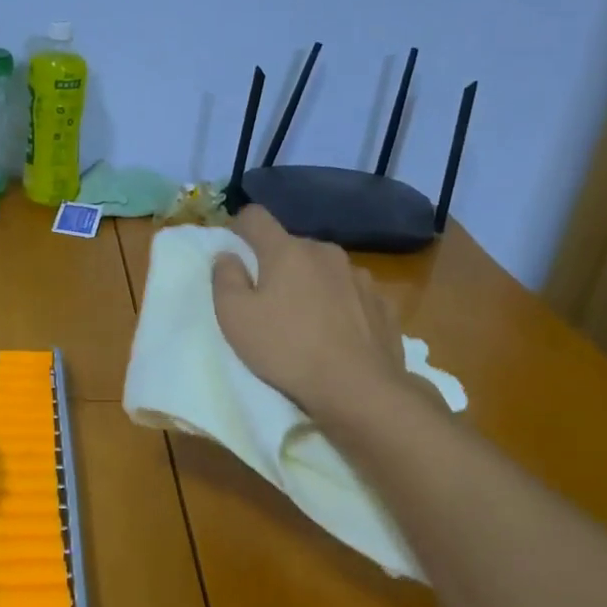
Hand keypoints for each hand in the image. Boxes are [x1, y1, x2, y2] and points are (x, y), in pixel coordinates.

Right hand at [211, 206, 408, 418]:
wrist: (359, 388)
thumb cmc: (286, 349)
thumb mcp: (235, 317)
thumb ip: (225, 279)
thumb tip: (227, 255)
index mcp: (287, 250)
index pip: (256, 217)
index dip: (240, 228)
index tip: (236, 252)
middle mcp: (325, 252)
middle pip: (292, 247)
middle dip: (278, 265)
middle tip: (268, 303)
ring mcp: (359, 277)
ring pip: (324, 270)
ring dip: (312, 285)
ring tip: (307, 323)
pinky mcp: (382, 304)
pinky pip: (351, 295)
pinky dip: (341, 306)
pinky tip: (338, 336)